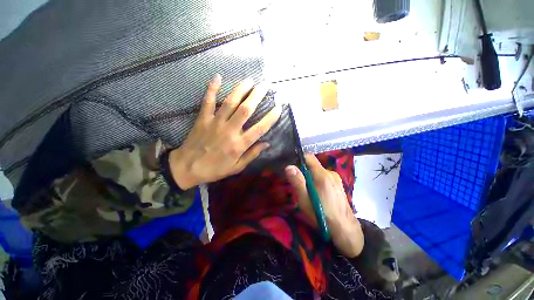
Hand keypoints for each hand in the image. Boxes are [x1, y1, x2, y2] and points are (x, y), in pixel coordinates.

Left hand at [169, 75, 281, 188]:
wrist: (188, 167)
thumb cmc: (215, 169)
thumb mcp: (237, 167)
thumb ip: (252, 155)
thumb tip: (267, 144)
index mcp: (239, 145)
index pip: (259, 128)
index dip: (270, 118)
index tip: (278, 107)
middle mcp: (230, 131)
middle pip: (245, 110)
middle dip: (257, 95)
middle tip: (265, 85)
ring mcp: (215, 123)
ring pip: (230, 102)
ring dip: (241, 89)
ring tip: (250, 80)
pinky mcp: (203, 119)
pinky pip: (208, 101)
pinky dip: (212, 88)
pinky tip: (218, 77)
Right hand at [285, 154, 363, 257]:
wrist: (345, 229)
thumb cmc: (322, 215)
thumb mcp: (305, 200)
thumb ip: (297, 182)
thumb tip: (289, 166)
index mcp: (322, 175)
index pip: (309, 157)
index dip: (299, 159)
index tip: (293, 169)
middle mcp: (331, 173)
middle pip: (313, 165)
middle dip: (304, 172)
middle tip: (300, 186)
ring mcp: (336, 178)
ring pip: (318, 172)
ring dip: (311, 178)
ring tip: (309, 193)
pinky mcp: (339, 184)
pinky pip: (325, 177)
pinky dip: (318, 182)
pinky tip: (319, 195)